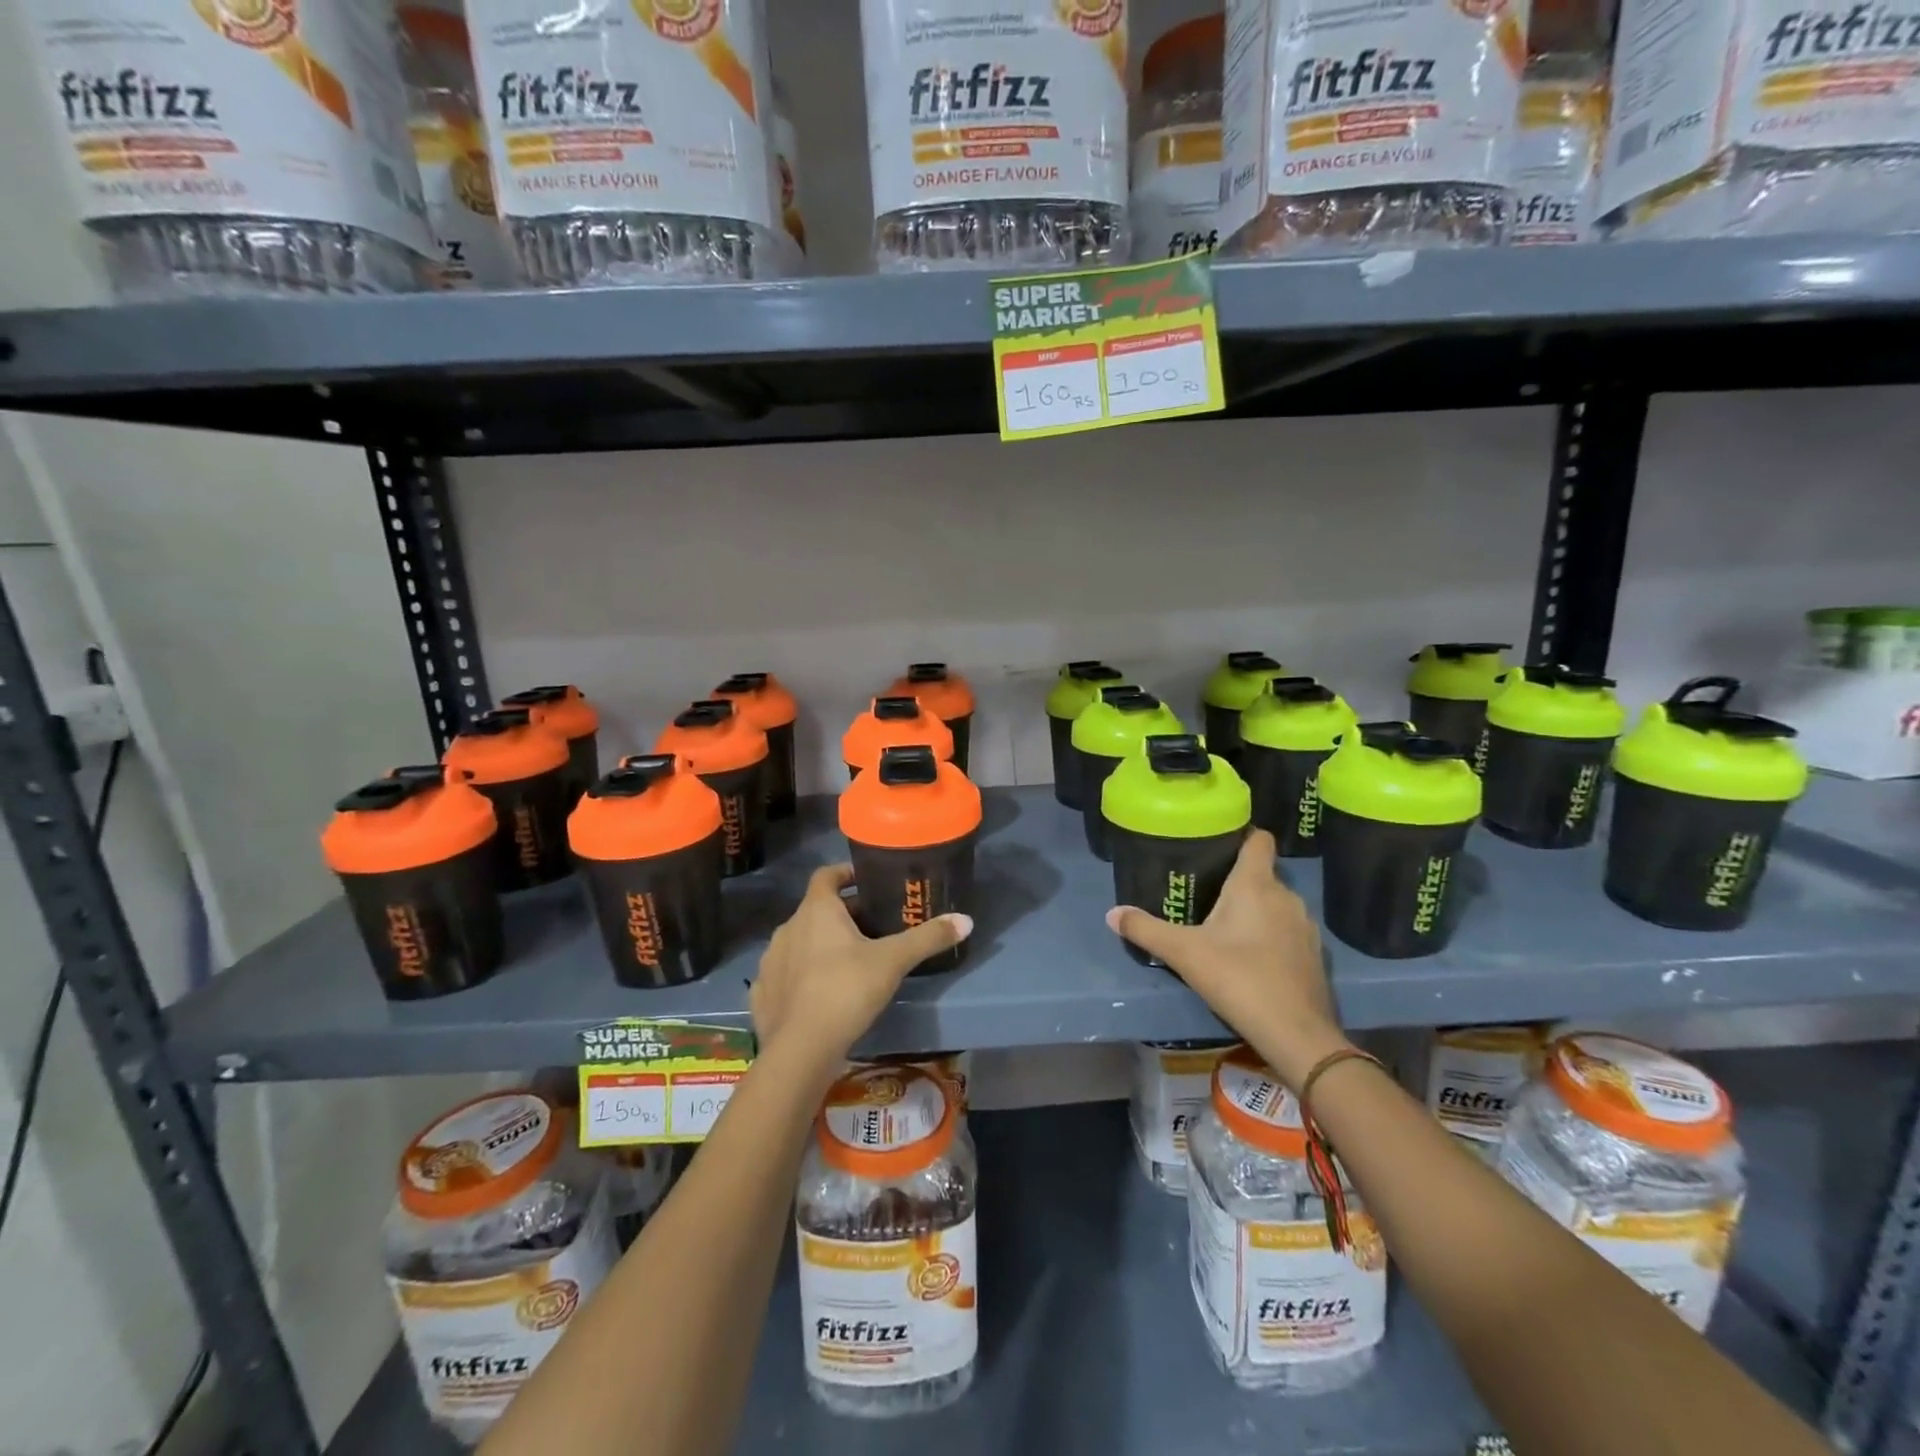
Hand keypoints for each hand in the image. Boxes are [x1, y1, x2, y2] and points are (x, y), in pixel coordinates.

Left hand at [751, 863, 972, 1080]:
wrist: (799, 1050)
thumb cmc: (846, 990)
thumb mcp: (893, 962)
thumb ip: (928, 938)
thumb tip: (967, 920)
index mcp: (817, 910)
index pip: (826, 875)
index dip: (846, 873)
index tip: (867, 880)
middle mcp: (788, 927)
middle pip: (817, 909)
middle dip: (844, 914)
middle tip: (874, 927)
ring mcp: (771, 961)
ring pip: (800, 941)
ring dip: (821, 944)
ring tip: (850, 960)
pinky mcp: (763, 993)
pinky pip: (785, 973)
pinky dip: (802, 974)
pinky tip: (819, 992)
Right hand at [1106, 829, 1349, 1088]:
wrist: (1296, 1033)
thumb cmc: (1238, 978)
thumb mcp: (1183, 953)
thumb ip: (1146, 930)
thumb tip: (1112, 913)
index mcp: (1255, 884)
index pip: (1259, 839)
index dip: (1241, 835)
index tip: (1217, 842)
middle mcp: (1286, 896)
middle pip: (1262, 873)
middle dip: (1237, 879)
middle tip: (1205, 890)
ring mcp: (1305, 926)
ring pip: (1276, 903)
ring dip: (1255, 909)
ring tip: (1225, 924)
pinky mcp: (1315, 954)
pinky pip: (1288, 930)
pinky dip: (1271, 935)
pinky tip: (1251, 956)